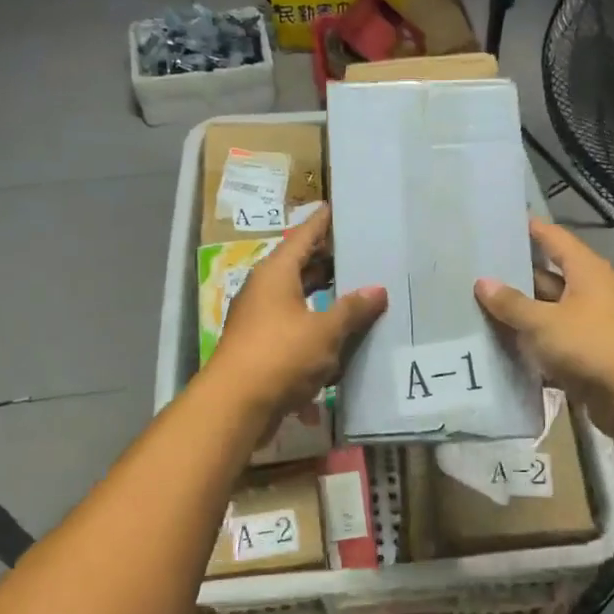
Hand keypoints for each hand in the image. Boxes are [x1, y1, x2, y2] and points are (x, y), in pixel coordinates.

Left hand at [208, 205, 386, 429]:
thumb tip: (377, 290)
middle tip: (358, 252)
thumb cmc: (281, 355)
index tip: (337, 208)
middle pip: (298, 266)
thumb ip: (352, 309)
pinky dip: (314, 327)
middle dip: (326, 261)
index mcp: (275, 274)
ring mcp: (259, 320)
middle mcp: (263, 290)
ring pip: (296, 299)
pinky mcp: (260, 348)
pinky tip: (338, 338)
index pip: (302, 236)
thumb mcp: (324, 331)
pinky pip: (293, 327)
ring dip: (322, 297)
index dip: (322, 223)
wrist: (235, 406)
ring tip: (355, 292)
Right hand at [474, 218, 613, 446]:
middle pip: (547, 277)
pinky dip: (530, 344)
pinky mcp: (586, 355)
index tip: (500, 222)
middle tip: (475, 271)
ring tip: (477, 307)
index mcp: (586, 272)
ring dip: (520, 314)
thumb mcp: (545, 322)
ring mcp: (589, 325)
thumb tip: (483, 282)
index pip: (554, 239)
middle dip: (515, 276)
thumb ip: (512, 304)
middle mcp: (590, 293)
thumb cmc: (593, 345)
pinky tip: (499, 346)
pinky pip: (551, 343)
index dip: (530, 229)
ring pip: (547, 313)